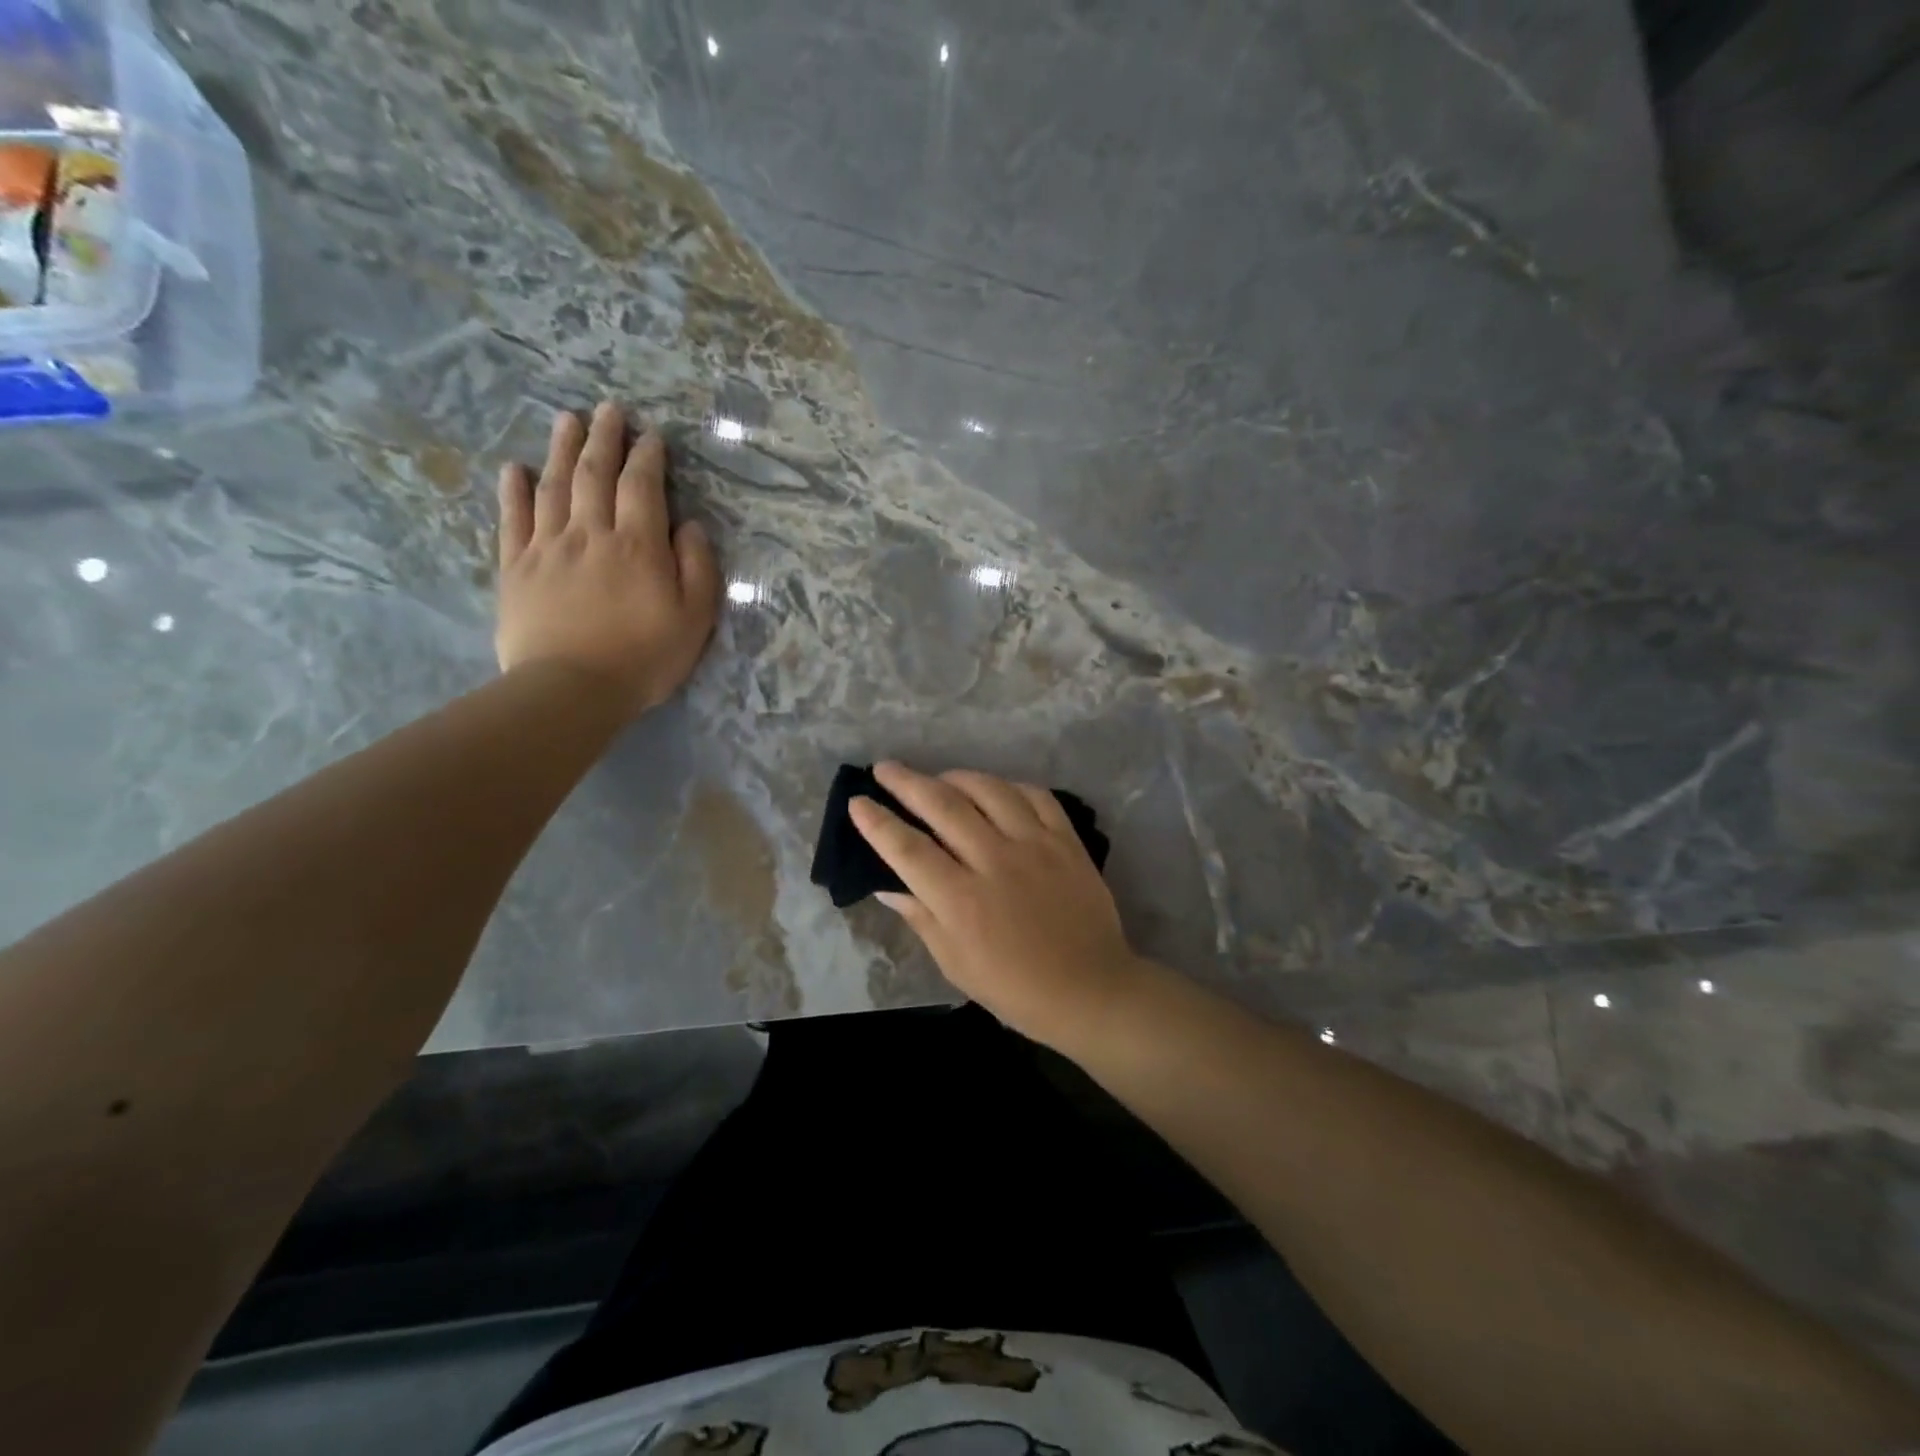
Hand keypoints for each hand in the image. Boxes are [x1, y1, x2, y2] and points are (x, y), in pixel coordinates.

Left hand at [496, 402, 720, 718]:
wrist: (571, 689)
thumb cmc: (644, 658)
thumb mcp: (694, 619)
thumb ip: (697, 568)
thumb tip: (690, 527)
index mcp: (637, 545)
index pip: (642, 487)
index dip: (647, 457)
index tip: (652, 436)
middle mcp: (590, 533)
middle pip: (595, 474)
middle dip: (604, 437)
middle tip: (609, 409)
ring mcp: (548, 547)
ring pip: (554, 486)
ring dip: (562, 449)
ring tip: (567, 419)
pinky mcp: (516, 568)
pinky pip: (513, 519)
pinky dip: (514, 490)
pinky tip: (515, 468)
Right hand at [849, 762, 1142, 1050]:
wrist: (1089, 988)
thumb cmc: (1014, 987)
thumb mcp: (954, 963)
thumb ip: (920, 917)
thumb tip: (887, 885)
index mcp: (961, 900)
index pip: (907, 849)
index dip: (877, 822)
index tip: (857, 802)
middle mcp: (995, 861)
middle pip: (942, 805)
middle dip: (906, 781)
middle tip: (884, 768)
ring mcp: (1035, 845)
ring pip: (988, 789)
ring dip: (955, 776)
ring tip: (938, 777)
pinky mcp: (1066, 840)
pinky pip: (1035, 795)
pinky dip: (1009, 786)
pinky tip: (994, 789)